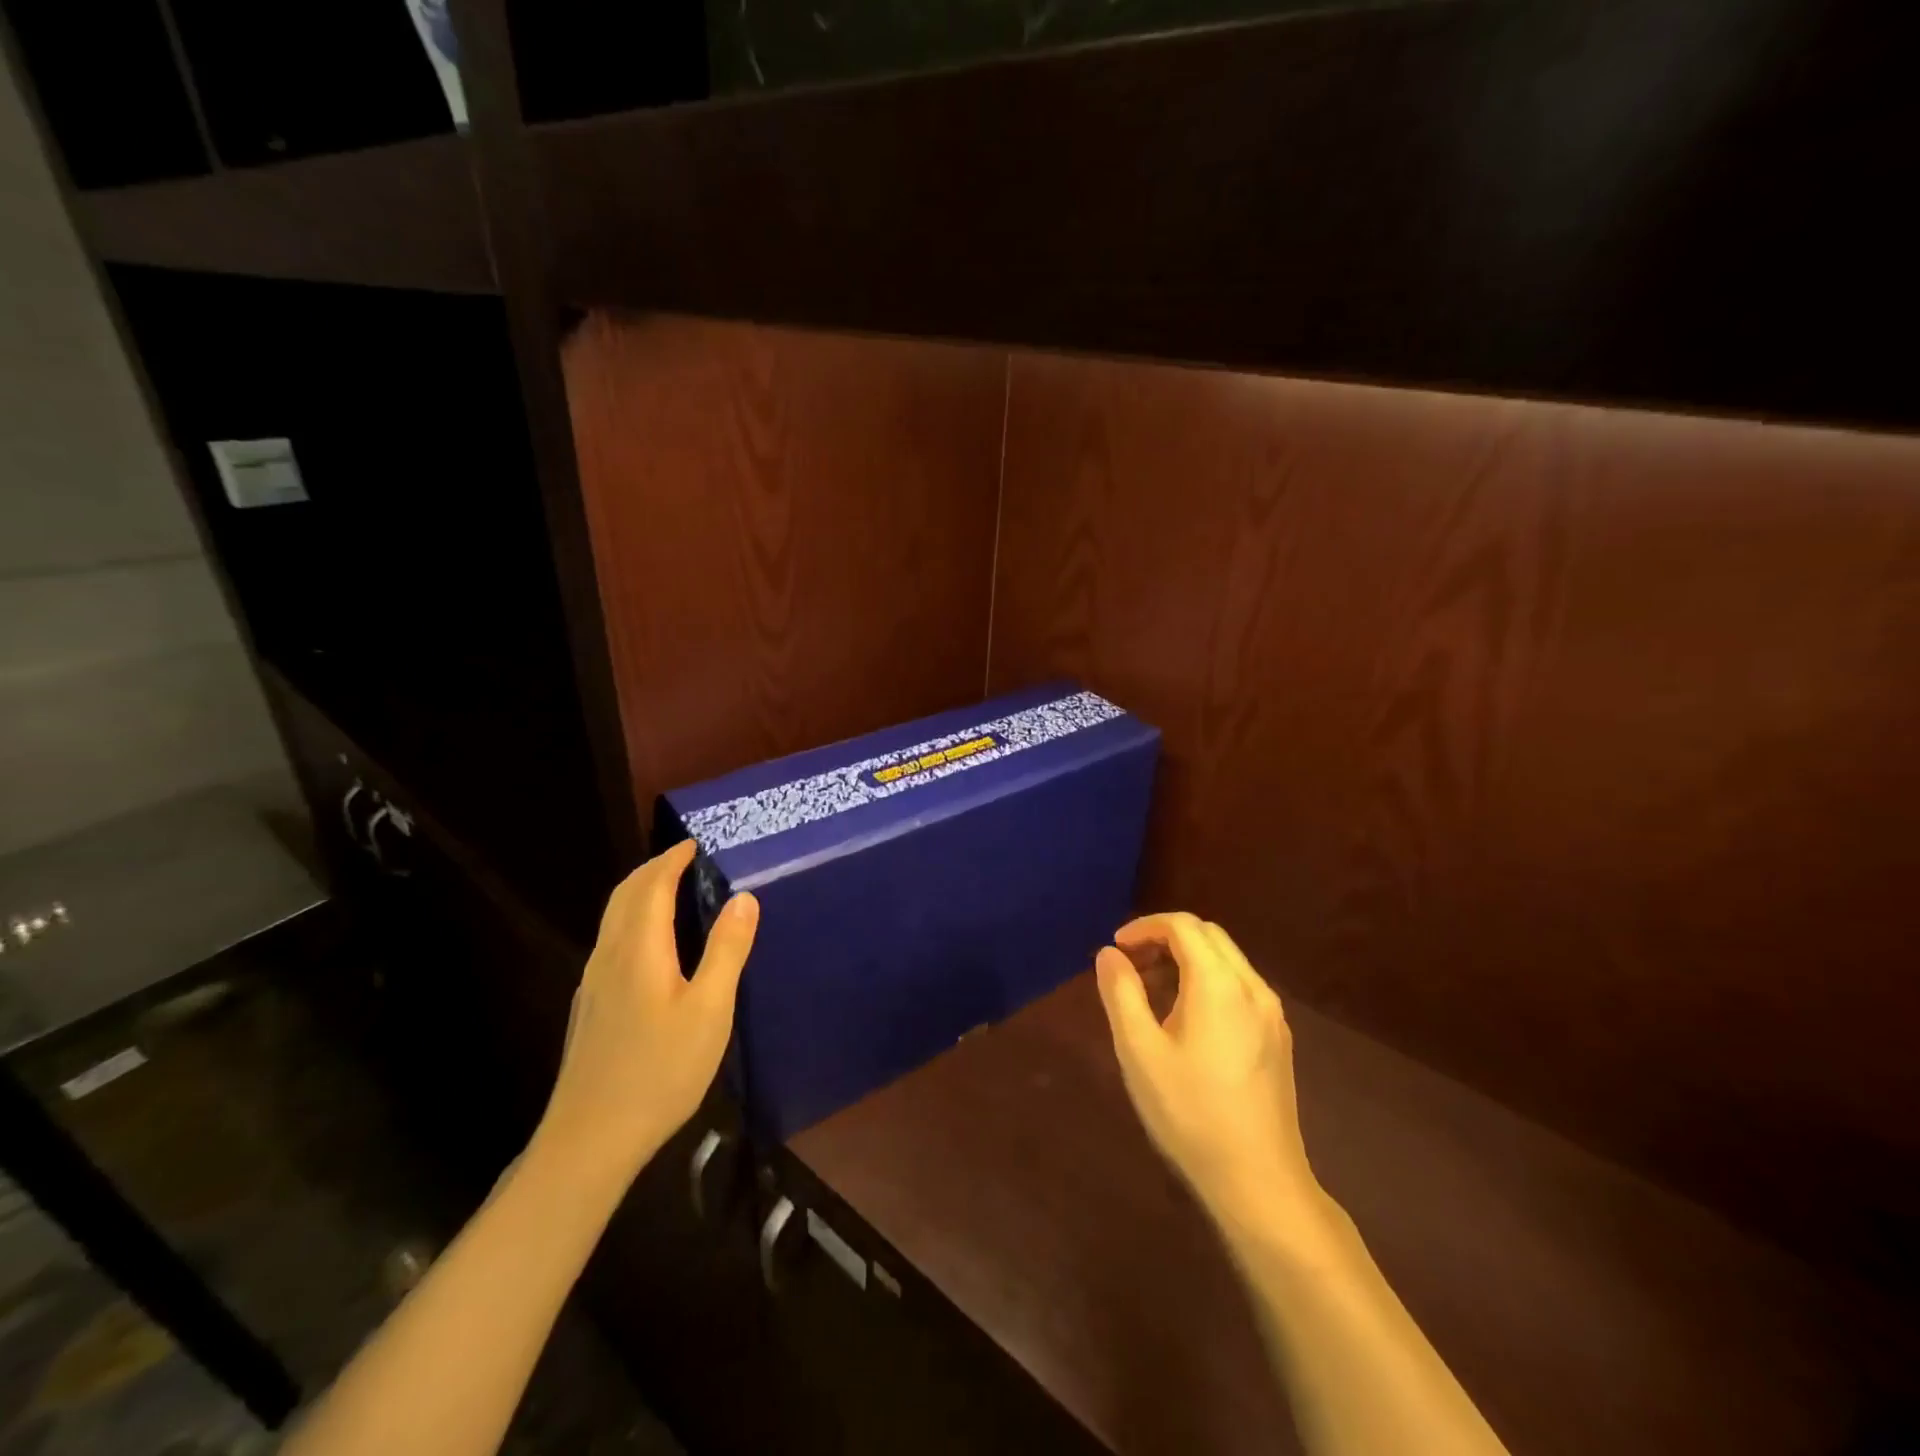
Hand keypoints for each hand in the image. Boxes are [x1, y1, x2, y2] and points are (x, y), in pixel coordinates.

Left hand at [535, 840, 757, 1178]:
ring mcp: (593, 983)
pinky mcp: (589, 1007)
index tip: (695, 843)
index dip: (672, 859)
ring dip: (639, 893)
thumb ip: (726, 950)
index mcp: (638, 949)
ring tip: (671, 891)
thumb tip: (743, 897)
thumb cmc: (660, 1070)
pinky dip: (632, 920)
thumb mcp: (709, 1010)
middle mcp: (609, 956)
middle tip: (685, 860)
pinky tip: (651, 945)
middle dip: (652, 869)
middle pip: (624, 895)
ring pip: (613, 919)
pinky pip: (611, 941)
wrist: (590, 1139)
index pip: (652, 885)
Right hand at [1095, 913, 1323, 1231]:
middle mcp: (1253, 987)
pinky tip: (1186, 1019)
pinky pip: (1240, 986)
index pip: (1183, 925)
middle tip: (1131, 965)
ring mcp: (1271, 1013)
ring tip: (1151, 992)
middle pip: (1208, 935)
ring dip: (1186, 959)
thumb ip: (1121, 993)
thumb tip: (1109, 954)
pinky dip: (1207, 980)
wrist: (1259, 1181)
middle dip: (1165, 938)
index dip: (1145, 927)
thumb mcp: (1139, 1051)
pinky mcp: (1278, 1037)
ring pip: (1226, 960)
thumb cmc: (1190, 1113)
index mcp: (1219, 983)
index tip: (1116, 948)